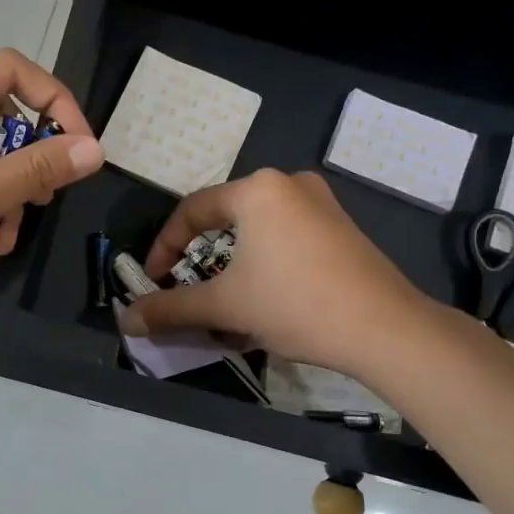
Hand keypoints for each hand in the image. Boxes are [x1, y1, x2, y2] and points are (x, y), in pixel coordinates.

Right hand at [123, 169, 426, 378]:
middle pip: (225, 219)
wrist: (386, 329)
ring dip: (234, 264)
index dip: (164, 247)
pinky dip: (266, 262)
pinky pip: (287, 237)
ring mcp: (321, 203)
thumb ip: (171, 309)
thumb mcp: (226, 306)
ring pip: (258, 230)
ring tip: (226, 300)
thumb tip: (127, 320)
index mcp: (256, 190)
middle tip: (188, 289)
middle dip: (201, 258)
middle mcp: (288, 184)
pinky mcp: (342, 227)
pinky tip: (268, 297)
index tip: (154, 281)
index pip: (191, 211)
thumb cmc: (296, 304)